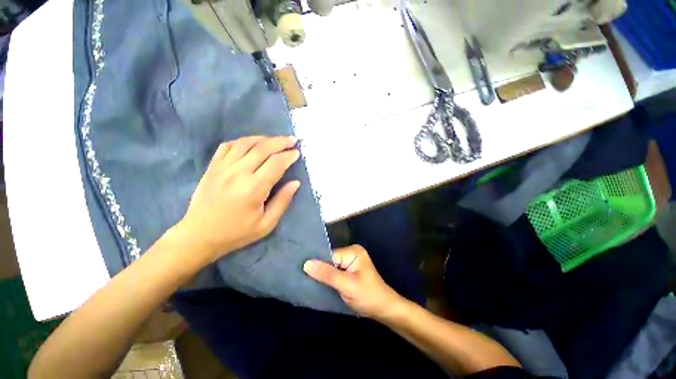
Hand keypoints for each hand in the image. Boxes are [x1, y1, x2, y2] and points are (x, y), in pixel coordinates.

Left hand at [177, 135, 300, 262]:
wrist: (199, 235)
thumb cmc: (237, 233)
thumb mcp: (266, 224)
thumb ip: (282, 201)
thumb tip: (295, 183)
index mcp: (253, 189)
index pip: (276, 164)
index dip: (288, 156)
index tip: (297, 153)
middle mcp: (238, 173)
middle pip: (262, 149)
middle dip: (280, 142)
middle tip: (292, 140)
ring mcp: (222, 168)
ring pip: (245, 143)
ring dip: (264, 138)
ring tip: (275, 140)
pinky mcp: (212, 167)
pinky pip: (228, 146)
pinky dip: (242, 141)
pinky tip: (252, 143)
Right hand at [303, 245, 403, 318]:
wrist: (383, 309)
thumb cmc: (368, 296)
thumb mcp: (347, 285)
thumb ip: (327, 274)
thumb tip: (306, 264)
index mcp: (353, 251)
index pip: (330, 255)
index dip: (318, 265)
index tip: (302, 273)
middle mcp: (351, 252)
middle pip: (330, 259)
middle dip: (320, 270)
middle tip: (304, 278)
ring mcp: (351, 261)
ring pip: (331, 266)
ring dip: (324, 274)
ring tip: (309, 281)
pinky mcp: (349, 269)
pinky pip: (335, 271)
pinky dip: (329, 277)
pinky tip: (320, 283)